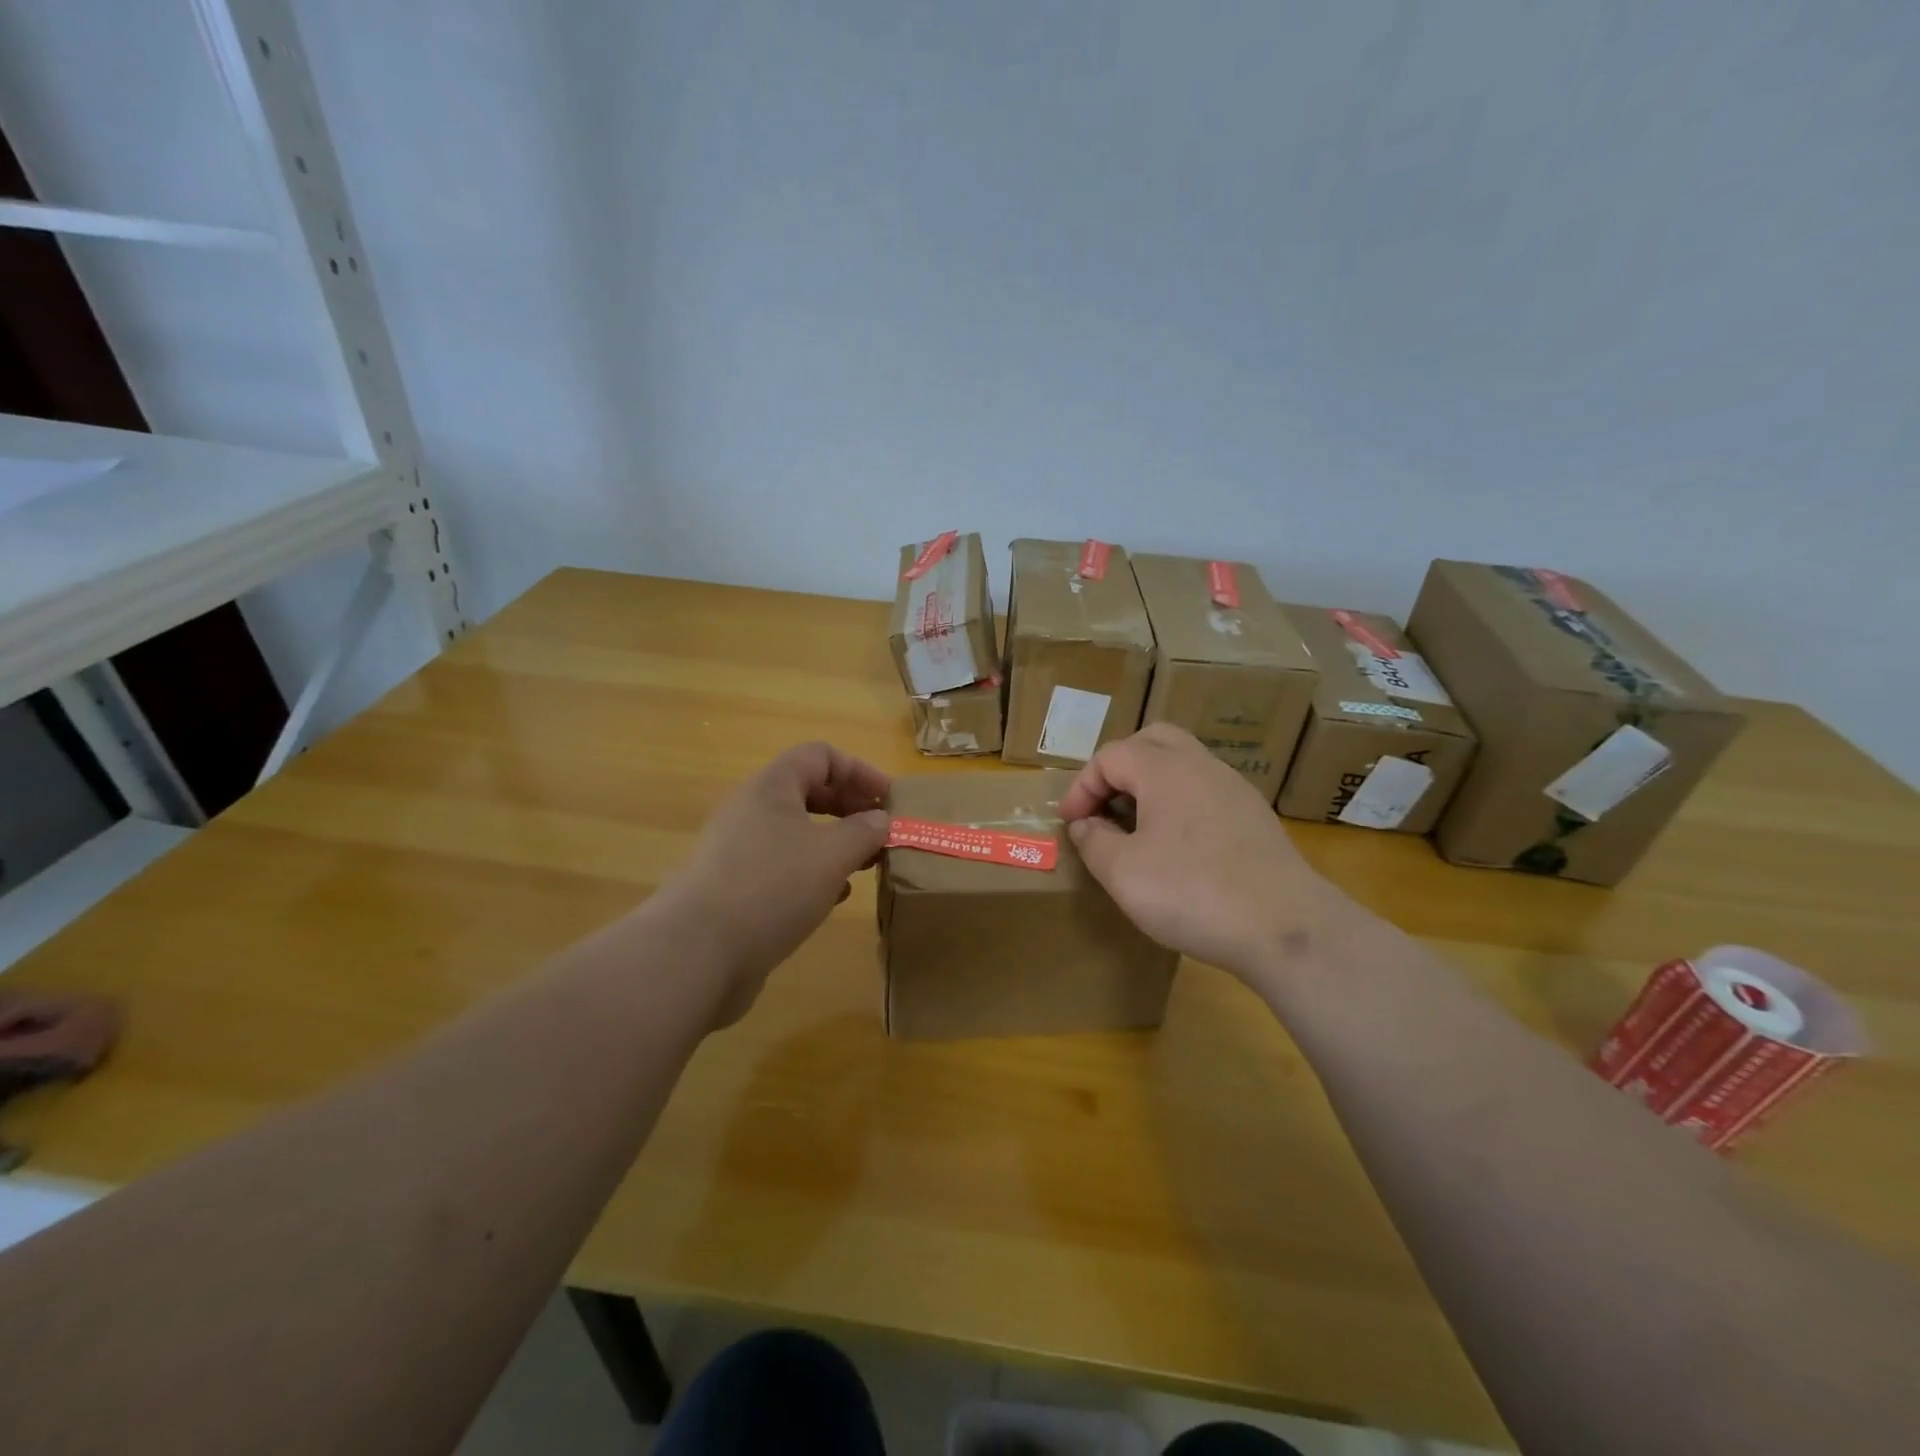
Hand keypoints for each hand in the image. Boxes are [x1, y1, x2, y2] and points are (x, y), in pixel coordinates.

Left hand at [654, 742, 890, 1024]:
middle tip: (881, 834)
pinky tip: (832, 897)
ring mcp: (737, 849)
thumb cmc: (772, 887)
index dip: (861, 771)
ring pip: (795, 832)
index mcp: (771, 786)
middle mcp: (750, 809)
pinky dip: (811, 872)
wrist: (696, 952)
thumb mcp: (832, 855)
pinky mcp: (733, 886)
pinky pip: (781, 866)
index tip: (891, 802)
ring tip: (863, 866)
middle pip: (808, 791)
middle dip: (849, 809)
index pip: (821, 756)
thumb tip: (879, 820)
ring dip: (833, 842)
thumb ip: (864, 831)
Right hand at [1059, 724, 1345, 980]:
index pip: (1110, 756)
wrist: (1285, 927)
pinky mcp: (1255, 818)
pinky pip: (1206, 792)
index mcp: (1165, 769)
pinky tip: (1177, 847)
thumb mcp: (1122, 872)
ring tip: (1135, 826)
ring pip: (1183, 764)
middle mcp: (1202, 766)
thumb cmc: (1192, 892)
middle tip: (1103, 805)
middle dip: (1119, 767)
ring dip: (1151, 785)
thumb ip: (1094, 841)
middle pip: (1152, 741)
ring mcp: (1235, 789)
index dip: (1082, 786)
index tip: (1070, 823)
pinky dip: (1180, 804)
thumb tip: (1086, 825)